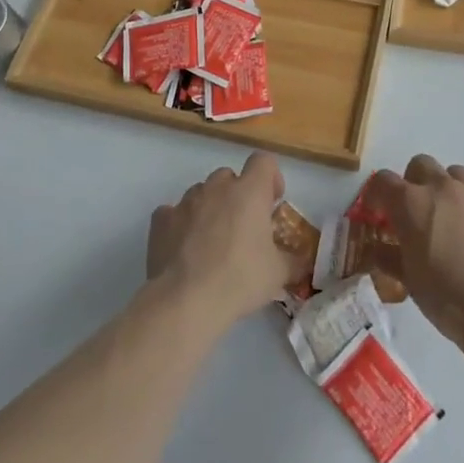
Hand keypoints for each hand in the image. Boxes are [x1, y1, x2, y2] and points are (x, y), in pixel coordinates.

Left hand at [147, 152, 295, 327]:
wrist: (186, 300)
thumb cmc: (240, 279)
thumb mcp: (278, 274)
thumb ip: (293, 260)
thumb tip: (302, 260)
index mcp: (249, 191)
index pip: (263, 161)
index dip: (270, 177)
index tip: (272, 202)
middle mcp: (217, 187)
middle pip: (230, 176)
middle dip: (238, 195)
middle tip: (243, 226)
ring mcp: (186, 201)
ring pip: (201, 192)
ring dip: (210, 207)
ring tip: (212, 240)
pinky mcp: (161, 219)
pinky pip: (173, 212)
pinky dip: (180, 223)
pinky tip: (184, 247)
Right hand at [364, 154, 463, 358]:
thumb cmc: (446, 297)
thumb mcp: (408, 280)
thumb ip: (389, 256)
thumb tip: (379, 249)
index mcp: (411, 202)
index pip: (383, 181)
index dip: (377, 195)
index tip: (378, 212)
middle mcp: (442, 187)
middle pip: (421, 165)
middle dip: (415, 183)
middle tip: (418, 212)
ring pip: (456, 174)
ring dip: (449, 190)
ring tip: (454, 219)